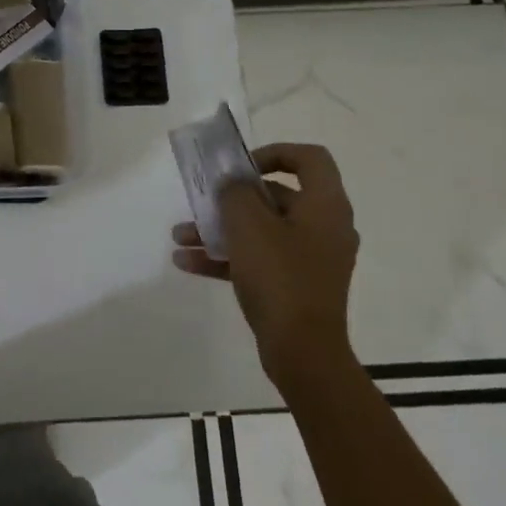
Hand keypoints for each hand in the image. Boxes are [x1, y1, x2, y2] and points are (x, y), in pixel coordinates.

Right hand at [170, 142, 359, 383]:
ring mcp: (311, 259)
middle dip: (232, 198)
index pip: (309, 159)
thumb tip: (234, 183)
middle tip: (202, 202)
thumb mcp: (248, 224)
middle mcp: (324, 227)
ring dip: (220, 229)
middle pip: (277, 196)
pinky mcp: (296, 286)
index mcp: (325, 206)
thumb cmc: (279, 277)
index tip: (240, 168)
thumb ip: (236, 192)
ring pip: (262, 230)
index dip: (273, 153)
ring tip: (180, 236)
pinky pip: (259, 260)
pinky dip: (227, 258)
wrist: (302, 353)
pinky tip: (186, 262)